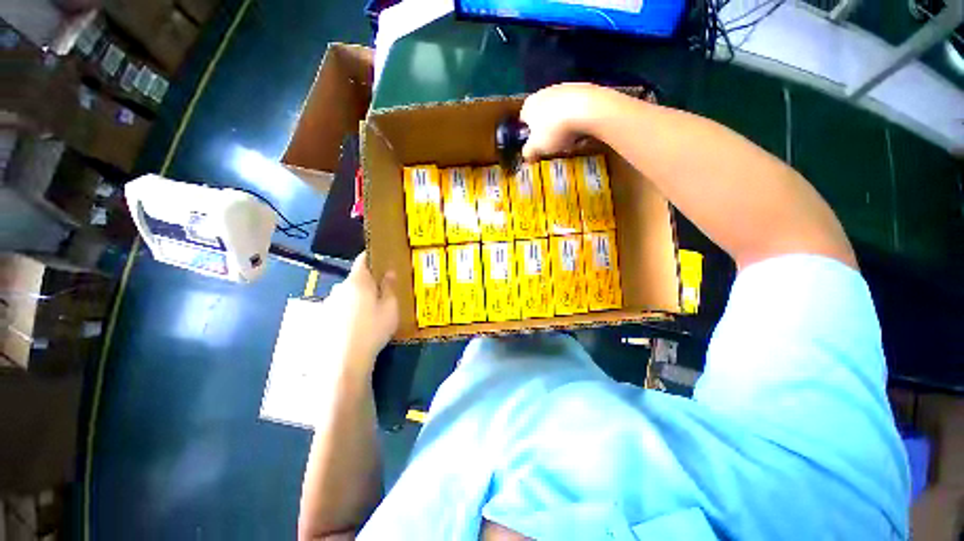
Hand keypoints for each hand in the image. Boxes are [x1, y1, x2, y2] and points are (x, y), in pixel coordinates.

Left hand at [318, 253, 397, 376]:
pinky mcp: (321, 320)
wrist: (343, 362)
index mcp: (358, 282)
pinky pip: (338, 309)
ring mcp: (328, 304)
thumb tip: (389, 272)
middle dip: (367, 284)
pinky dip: (347, 313)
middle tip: (380, 295)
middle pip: (355, 280)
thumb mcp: (390, 308)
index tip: (380, 259)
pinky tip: (354, 328)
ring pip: (346, 296)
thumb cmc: (373, 330)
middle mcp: (339, 288)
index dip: (371, 257)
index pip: (363, 260)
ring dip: (356, 299)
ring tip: (368, 315)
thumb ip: (389, 287)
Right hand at [520, 83, 608, 160]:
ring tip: (569, 140)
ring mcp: (563, 88)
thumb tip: (526, 156)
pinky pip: (575, 107)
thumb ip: (528, 152)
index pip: (523, 119)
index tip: (535, 144)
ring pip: (559, 110)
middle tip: (552, 144)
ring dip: (562, 124)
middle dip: (546, 129)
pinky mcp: (582, 87)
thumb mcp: (537, 147)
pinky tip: (582, 130)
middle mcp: (543, 92)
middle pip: (542, 114)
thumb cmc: (554, 130)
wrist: (586, 109)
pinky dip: (576, 118)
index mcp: (529, 105)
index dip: (528, 133)